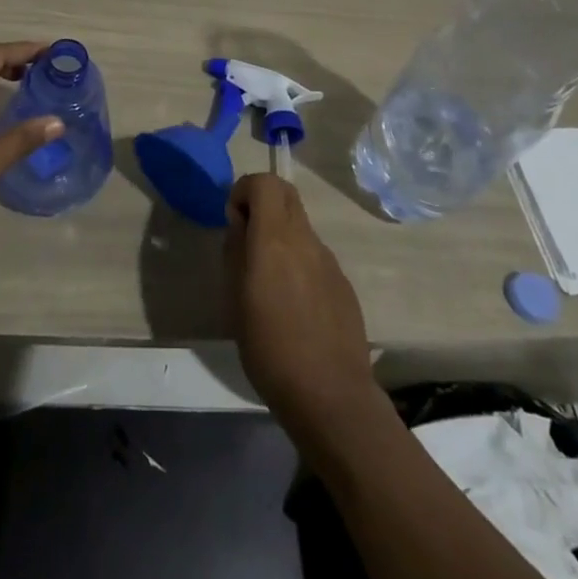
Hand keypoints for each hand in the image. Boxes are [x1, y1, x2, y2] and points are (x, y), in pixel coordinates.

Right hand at [226, 174, 377, 426]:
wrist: (331, 397)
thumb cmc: (270, 348)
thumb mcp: (234, 299)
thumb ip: (235, 251)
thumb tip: (239, 224)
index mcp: (275, 237)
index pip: (264, 182)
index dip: (244, 190)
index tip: (233, 220)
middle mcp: (305, 239)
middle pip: (286, 194)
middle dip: (263, 203)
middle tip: (248, 238)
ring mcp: (329, 260)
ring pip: (301, 226)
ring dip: (281, 235)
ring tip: (269, 282)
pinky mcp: (343, 284)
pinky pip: (315, 256)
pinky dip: (300, 262)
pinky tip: (294, 306)